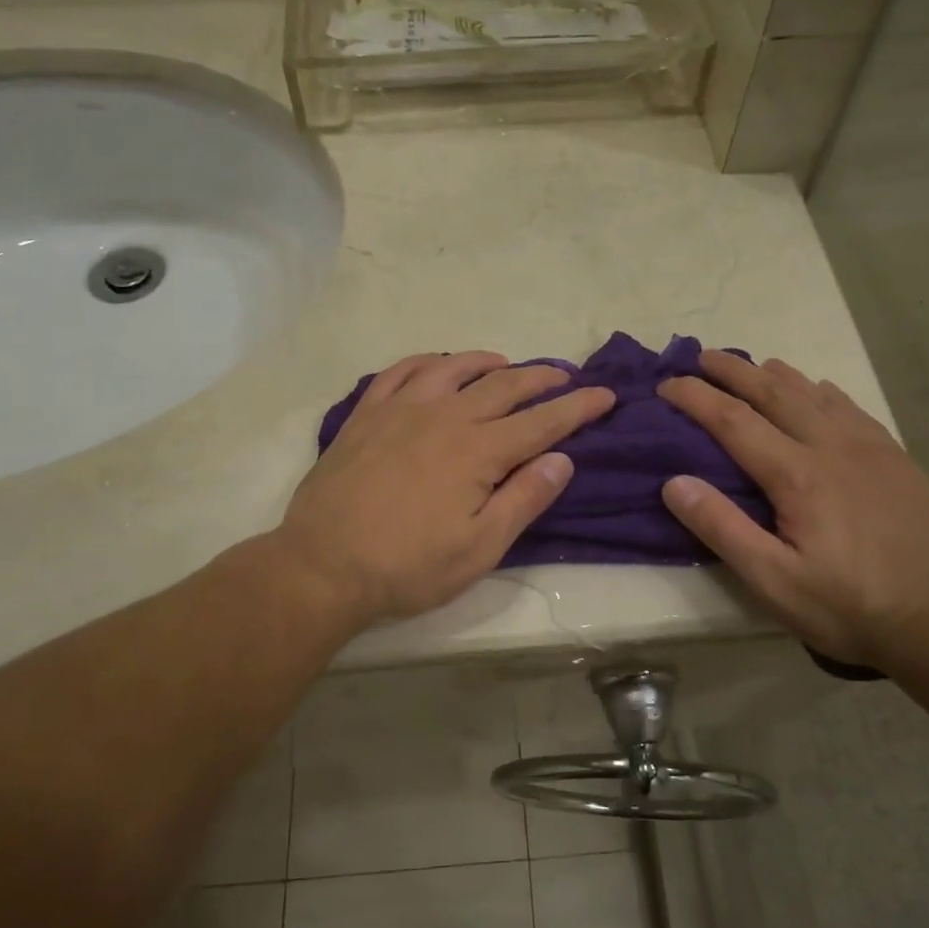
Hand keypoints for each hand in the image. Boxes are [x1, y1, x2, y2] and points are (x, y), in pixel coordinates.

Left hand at [276, 351, 615, 625]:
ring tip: (506, 364)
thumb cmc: (408, 566)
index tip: (605, 394)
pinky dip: (428, 361)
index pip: (542, 421)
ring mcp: (401, 409)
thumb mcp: (479, 548)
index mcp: (478, 451)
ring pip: (454, 368)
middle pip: (504, 385)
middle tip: (564, 375)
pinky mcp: (366, 414)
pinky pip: (401, 371)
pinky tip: (437, 365)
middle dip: (541, 378)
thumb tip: (562, 458)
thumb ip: (524, 499)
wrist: (323, 565)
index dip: (578, 407)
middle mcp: (445, 416)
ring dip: (488, 362)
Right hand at [658, 351, 928, 666]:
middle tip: (701, 355)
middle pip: (774, 393)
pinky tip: (818, 388)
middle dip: (733, 371)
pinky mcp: (894, 458)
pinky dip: (822, 390)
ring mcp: (868, 448)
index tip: (666, 384)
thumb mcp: (773, 581)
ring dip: (777, 374)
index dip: (696, 397)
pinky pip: (851, 407)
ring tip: (752, 363)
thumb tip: (674, 483)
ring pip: (814, 393)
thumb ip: (722, 528)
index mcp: (797, 474)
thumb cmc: (849, 605)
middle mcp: (831, 446)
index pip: (733, 420)